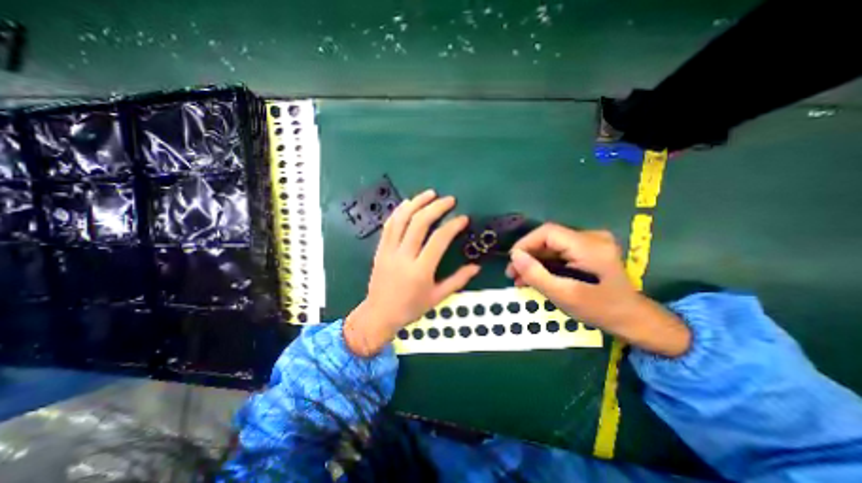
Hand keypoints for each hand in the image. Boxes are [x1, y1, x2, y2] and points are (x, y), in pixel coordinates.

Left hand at [345, 190, 481, 355]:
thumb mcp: (437, 297)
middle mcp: (404, 257)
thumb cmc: (410, 308)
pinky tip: (408, 203)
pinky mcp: (380, 249)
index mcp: (421, 271)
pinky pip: (389, 225)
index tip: (463, 218)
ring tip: (430, 193)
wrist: (379, 314)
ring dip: (416, 203)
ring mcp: (389, 251)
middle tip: (449, 199)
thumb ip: (458, 280)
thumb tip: (476, 267)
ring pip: (401, 219)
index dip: (453, 225)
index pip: (439, 240)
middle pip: (419, 223)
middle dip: (436, 207)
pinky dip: (399, 211)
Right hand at [506, 225, 691, 356]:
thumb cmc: (600, 310)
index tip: (512, 262)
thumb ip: (536, 274)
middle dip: (527, 255)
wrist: (633, 319)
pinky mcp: (589, 250)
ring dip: (534, 261)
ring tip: (519, 278)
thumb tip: (514, 256)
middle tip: (512, 273)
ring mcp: (591, 243)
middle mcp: (592, 237)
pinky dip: (545, 263)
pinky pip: (559, 252)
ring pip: (552, 246)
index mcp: (590, 246)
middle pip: (548, 239)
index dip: (525, 243)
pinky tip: (534, 276)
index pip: (548, 232)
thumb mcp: (564, 295)